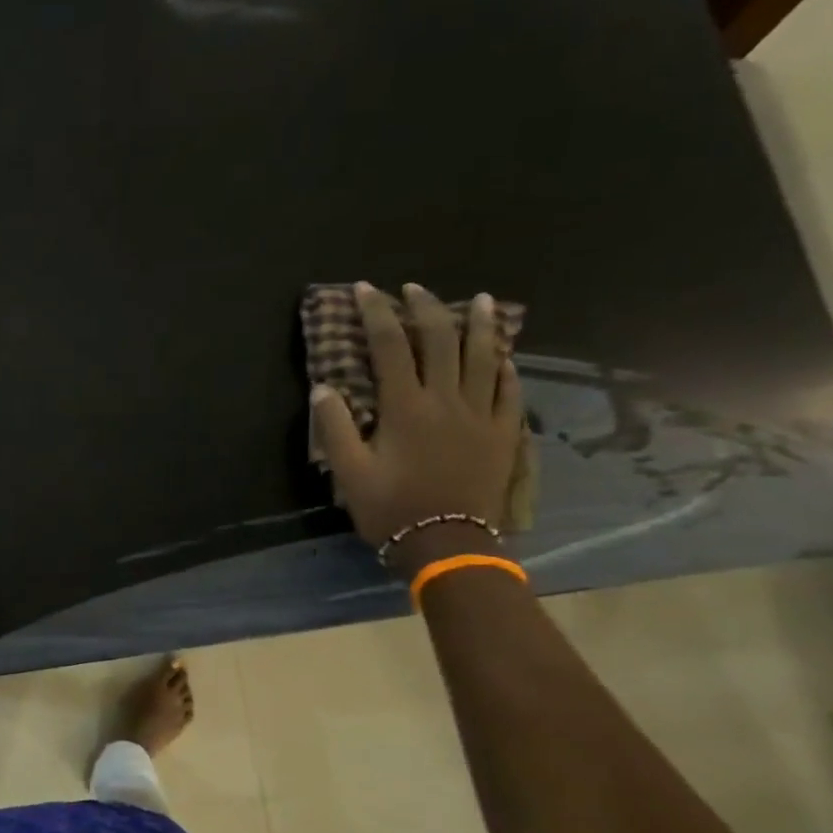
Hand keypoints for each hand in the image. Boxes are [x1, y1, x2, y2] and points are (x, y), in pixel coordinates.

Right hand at [312, 282, 522, 573]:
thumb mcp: (350, 471)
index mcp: (406, 407)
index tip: (365, 289)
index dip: (377, 314)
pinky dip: (505, 366)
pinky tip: (503, 354)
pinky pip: (509, 390)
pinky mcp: (502, 433)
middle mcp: (446, 400)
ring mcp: (480, 415)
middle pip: (440, 340)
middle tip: (413, 289)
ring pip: (484, 357)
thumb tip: (323, 387)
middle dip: (425, 308)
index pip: (390, 346)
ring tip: (479, 300)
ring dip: (479, 325)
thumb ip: (336, 427)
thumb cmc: (391, 508)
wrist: (448, 544)